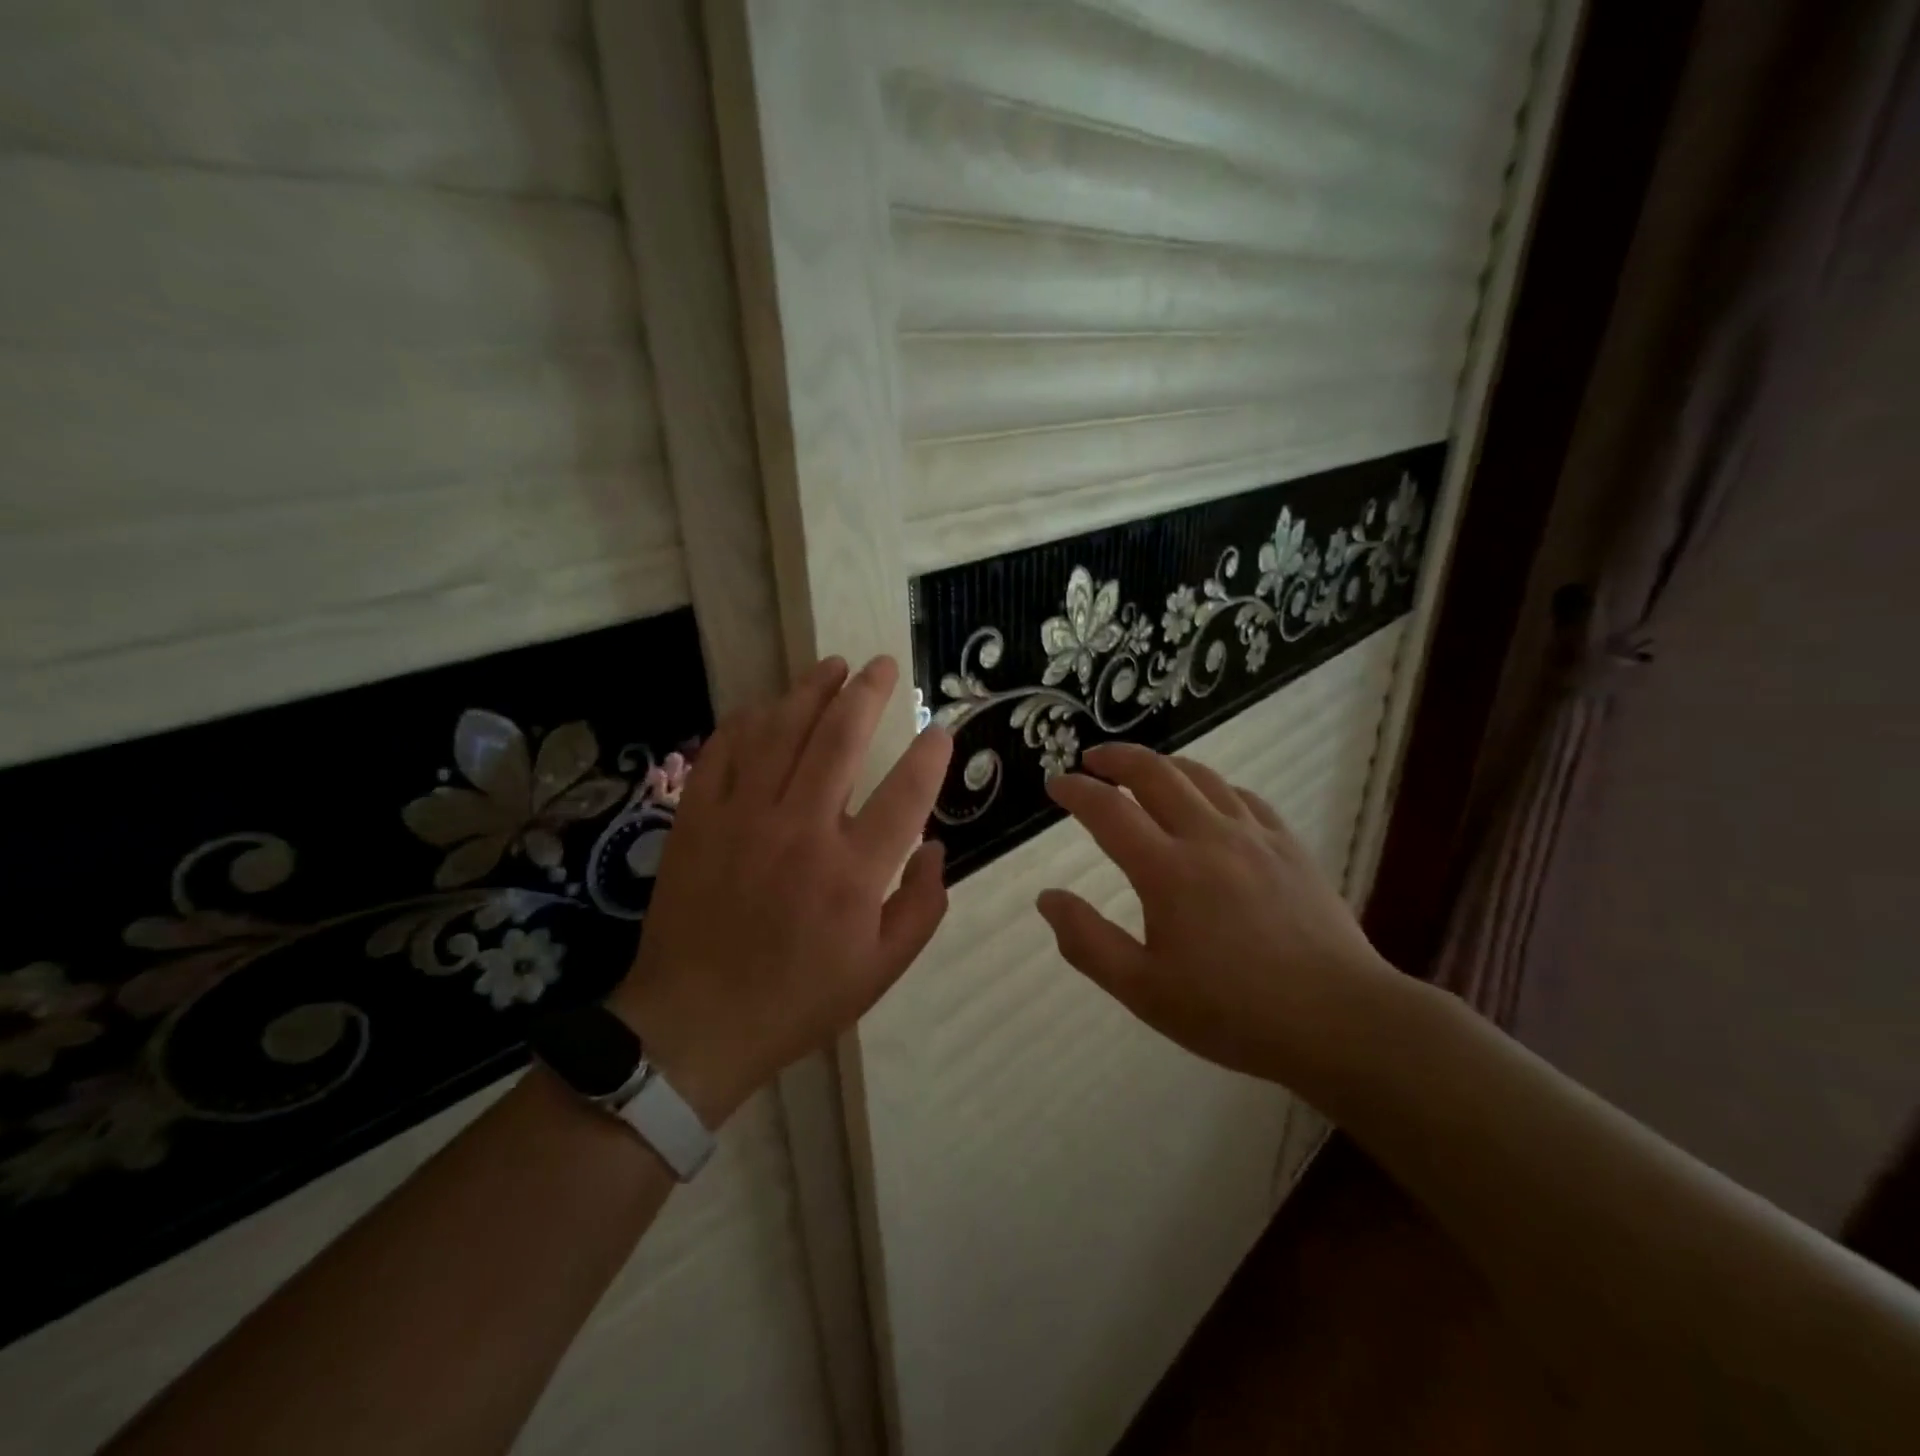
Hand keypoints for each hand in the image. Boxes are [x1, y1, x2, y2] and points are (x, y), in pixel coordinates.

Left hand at [610, 656, 951, 1125]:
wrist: (695, 1023)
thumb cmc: (798, 999)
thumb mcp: (881, 970)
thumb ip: (921, 906)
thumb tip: (937, 847)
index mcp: (853, 870)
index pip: (905, 792)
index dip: (931, 754)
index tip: (942, 729)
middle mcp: (801, 829)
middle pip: (840, 738)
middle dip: (868, 692)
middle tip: (882, 665)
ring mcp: (743, 817)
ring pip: (781, 731)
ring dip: (810, 691)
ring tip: (832, 665)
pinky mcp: (698, 819)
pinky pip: (723, 751)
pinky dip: (746, 721)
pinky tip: (765, 707)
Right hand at [1035, 741, 1397, 1090]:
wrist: (1339, 1021)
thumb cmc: (1232, 1012)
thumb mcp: (1143, 991)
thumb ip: (1087, 942)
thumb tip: (1047, 897)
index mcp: (1167, 871)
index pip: (1108, 811)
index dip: (1076, 791)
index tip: (1055, 783)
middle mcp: (1208, 837)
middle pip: (1154, 773)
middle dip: (1116, 758)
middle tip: (1092, 760)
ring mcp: (1254, 836)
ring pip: (1200, 776)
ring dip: (1162, 764)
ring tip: (1142, 770)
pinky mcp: (1289, 846)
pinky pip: (1243, 796)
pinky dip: (1212, 786)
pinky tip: (1209, 799)